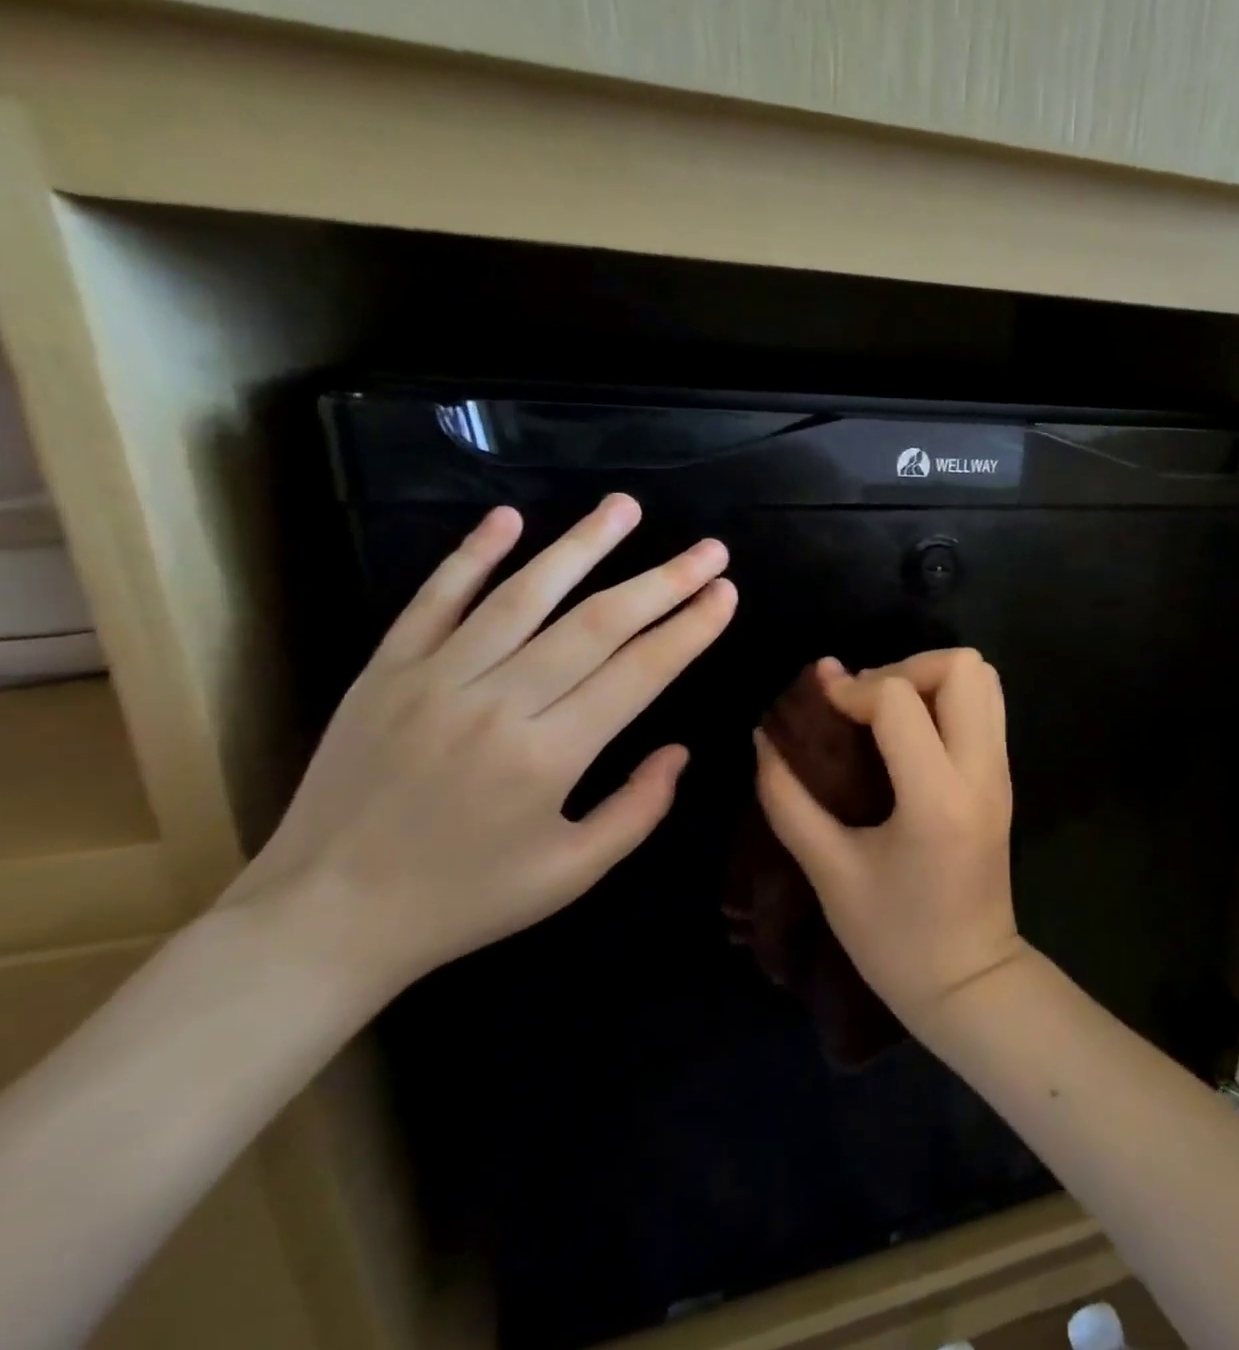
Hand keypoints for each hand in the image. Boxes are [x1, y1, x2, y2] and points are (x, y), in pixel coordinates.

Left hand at [231, 494, 735, 996]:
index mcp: (549, 757)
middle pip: (596, 624)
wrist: (321, 920)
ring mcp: (433, 680)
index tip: (727, 593)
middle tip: (710, 549)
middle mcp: (497, 704)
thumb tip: (680, 751)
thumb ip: (639, 810)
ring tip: (626, 507)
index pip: (639, 673)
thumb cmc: (465, 900)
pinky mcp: (384, 672)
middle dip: (663, 581)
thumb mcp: (572, 875)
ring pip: (523, 595)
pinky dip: (472, 556)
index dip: (690, 629)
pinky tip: (510, 518)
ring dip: (582, 545)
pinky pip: (433, 601)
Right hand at [753, 648, 1024, 1030]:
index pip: (900, 700)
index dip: (852, 689)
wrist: (969, 980)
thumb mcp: (829, 873)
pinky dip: (947, 699)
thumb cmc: (894, 939)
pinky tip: (908, 736)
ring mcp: (1002, 771)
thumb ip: (789, 800)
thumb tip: (765, 738)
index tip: (820, 708)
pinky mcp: (1004, 777)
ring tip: (886, 714)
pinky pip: (986, 706)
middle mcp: (981, 771)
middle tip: (864, 705)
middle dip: (905, 668)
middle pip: (963, 666)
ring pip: (984, 678)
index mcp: (936, 798)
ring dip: (930, 679)